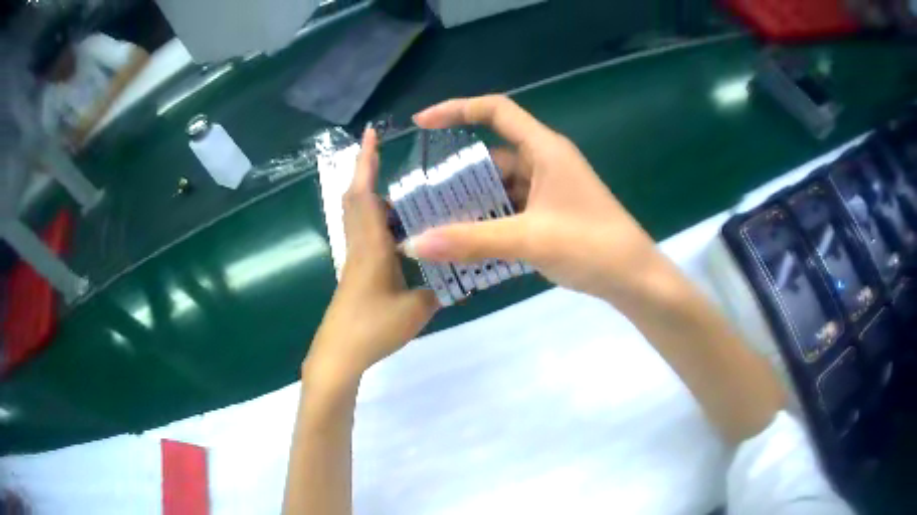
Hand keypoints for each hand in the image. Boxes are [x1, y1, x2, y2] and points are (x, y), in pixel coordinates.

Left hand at [303, 128, 438, 389]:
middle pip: (355, 197)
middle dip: (366, 170)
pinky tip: (400, 229)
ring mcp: (354, 257)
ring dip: (372, 194)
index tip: (370, 134)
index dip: (365, 161)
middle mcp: (359, 243)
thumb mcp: (417, 308)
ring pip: (358, 214)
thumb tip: (457, 274)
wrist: (340, 354)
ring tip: (406, 190)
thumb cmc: (373, 327)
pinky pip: (364, 232)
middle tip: (390, 156)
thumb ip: (438, 287)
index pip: (364, 192)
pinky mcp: (355, 271)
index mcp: (371, 245)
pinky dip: (377, 219)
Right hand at [408, 95, 663, 302]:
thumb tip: (415, 243)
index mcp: (544, 149)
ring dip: (474, 202)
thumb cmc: (590, 246)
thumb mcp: (528, 239)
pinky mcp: (553, 213)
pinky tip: (469, 241)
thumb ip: (470, 240)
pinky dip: (492, 220)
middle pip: (493, 155)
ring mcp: (550, 189)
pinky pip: (513, 208)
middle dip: (458, 174)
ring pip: (502, 186)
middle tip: (423, 196)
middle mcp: (546, 162)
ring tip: (437, 222)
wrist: (634, 278)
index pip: (496, 111)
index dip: (457, 109)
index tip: (421, 123)